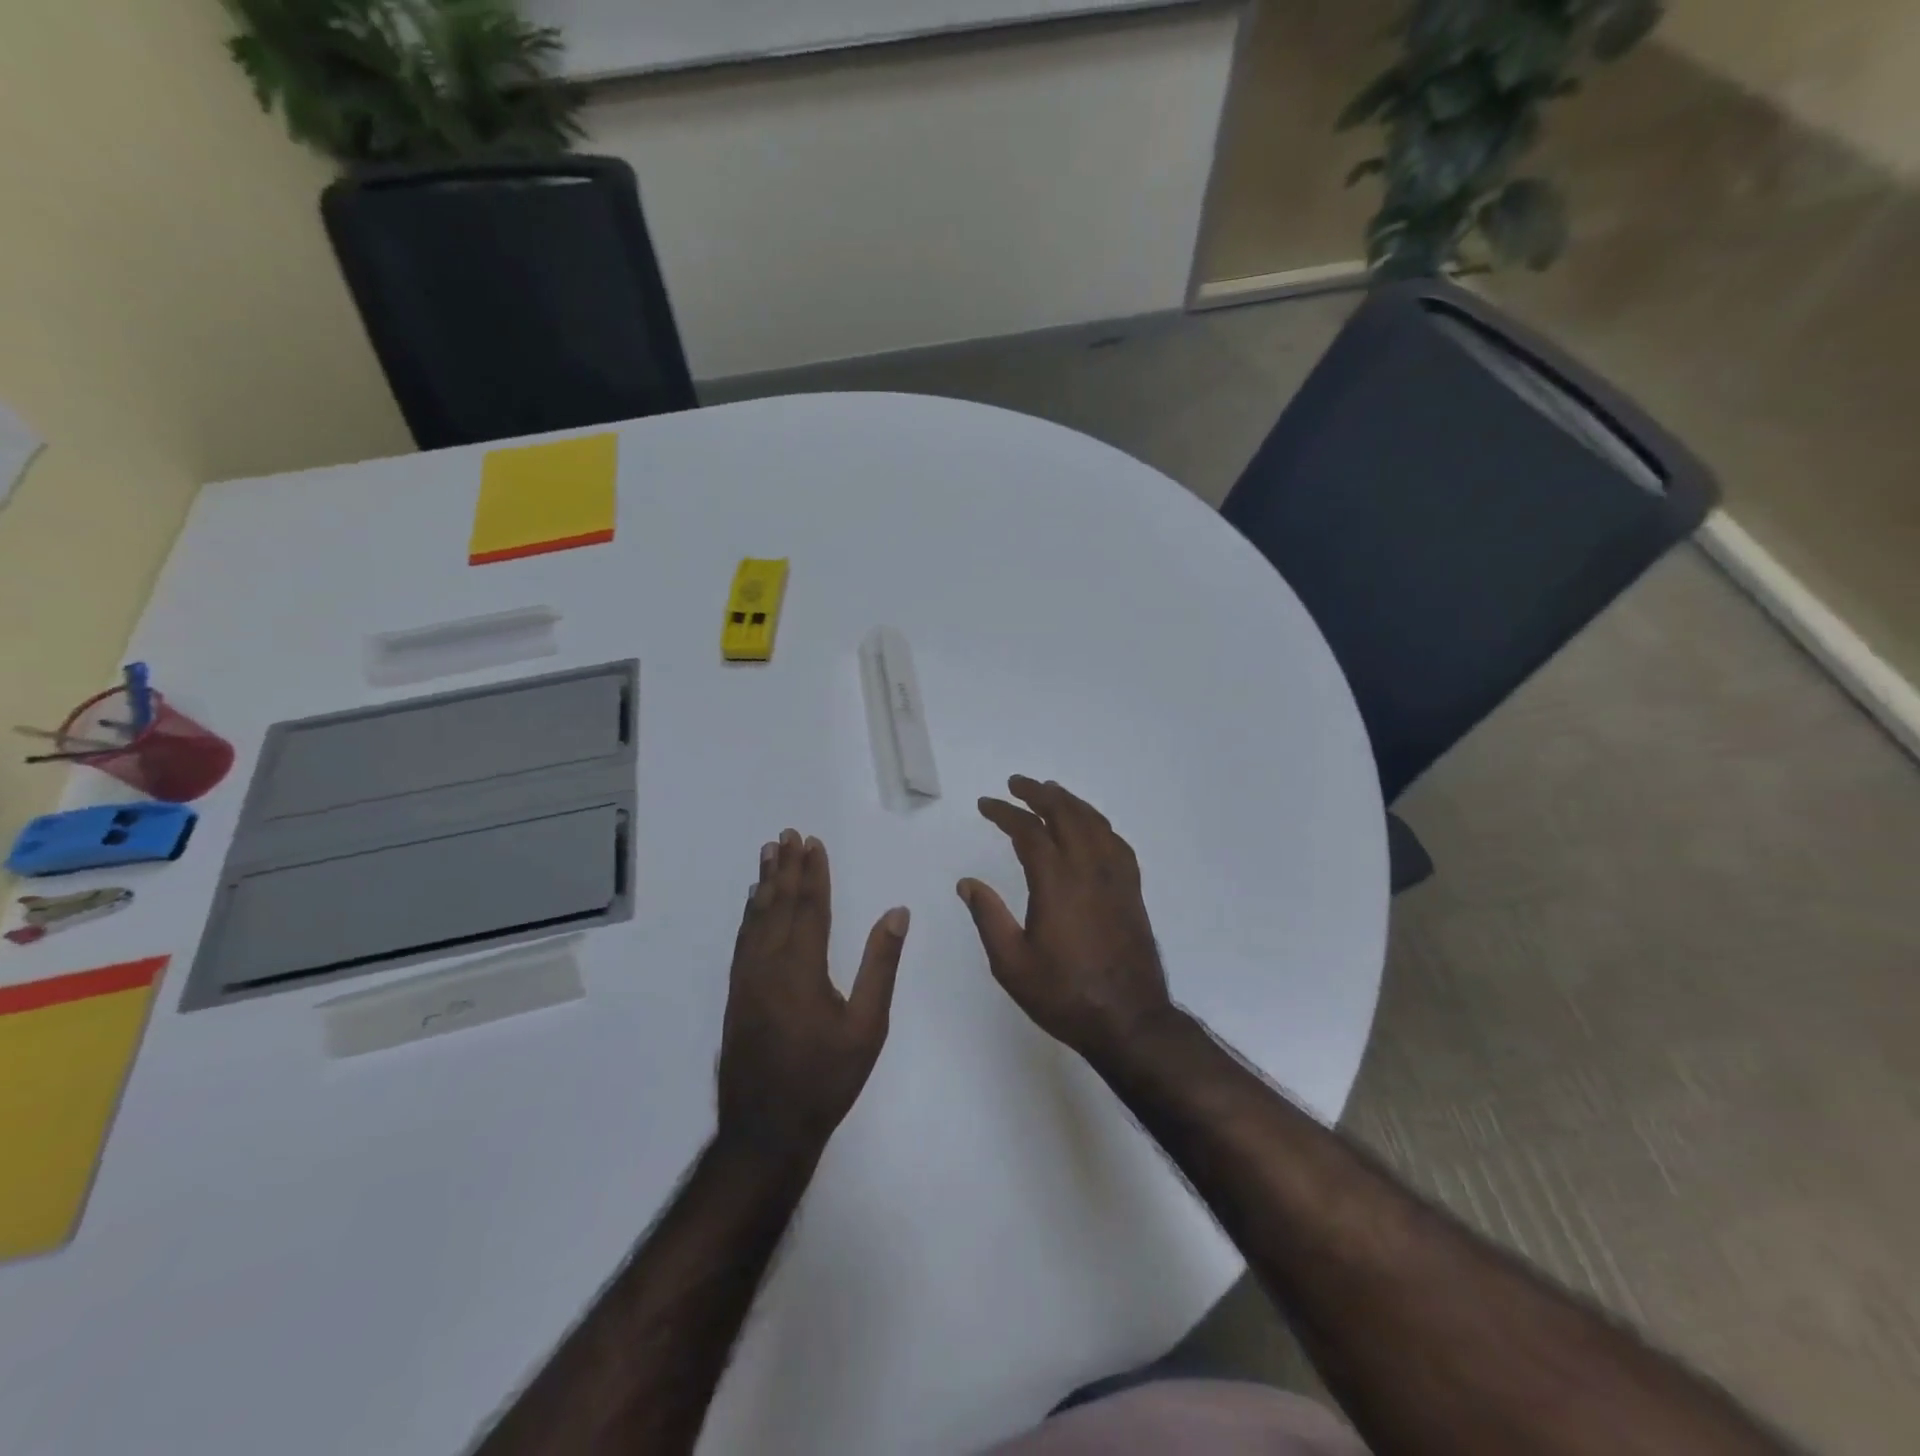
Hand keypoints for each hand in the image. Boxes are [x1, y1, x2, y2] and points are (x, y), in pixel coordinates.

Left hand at [717, 829, 909, 1158]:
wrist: (765, 1131)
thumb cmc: (825, 1078)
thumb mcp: (867, 1026)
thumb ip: (880, 965)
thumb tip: (896, 913)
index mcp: (801, 967)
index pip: (809, 906)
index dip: (812, 872)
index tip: (812, 842)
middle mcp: (768, 964)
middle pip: (777, 904)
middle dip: (784, 867)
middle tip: (785, 834)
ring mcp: (746, 980)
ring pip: (755, 919)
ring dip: (763, 884)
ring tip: (767, 855)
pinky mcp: (736, 995)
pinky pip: (742, 940)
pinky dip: (748, 915)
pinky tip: (751, 906)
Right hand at [958, 776, 1172, 1061]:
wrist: (1129, 1020)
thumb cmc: (1064, 994)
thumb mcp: (1012, 964)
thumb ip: (988, 918)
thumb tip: (967, 883)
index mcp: (1057, 882)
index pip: (1029, 831)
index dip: (1005, 813)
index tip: (985, 804)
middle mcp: (1089, 869)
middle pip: (1066, 814)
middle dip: (1039, 793)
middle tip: (1017, 783)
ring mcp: (1116, 878)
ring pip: (1094, 823)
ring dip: (1070, 802)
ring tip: (1051, 793)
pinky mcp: (1132, 891)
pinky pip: (1116, 842)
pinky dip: (1097, 824)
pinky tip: (1090, 828)